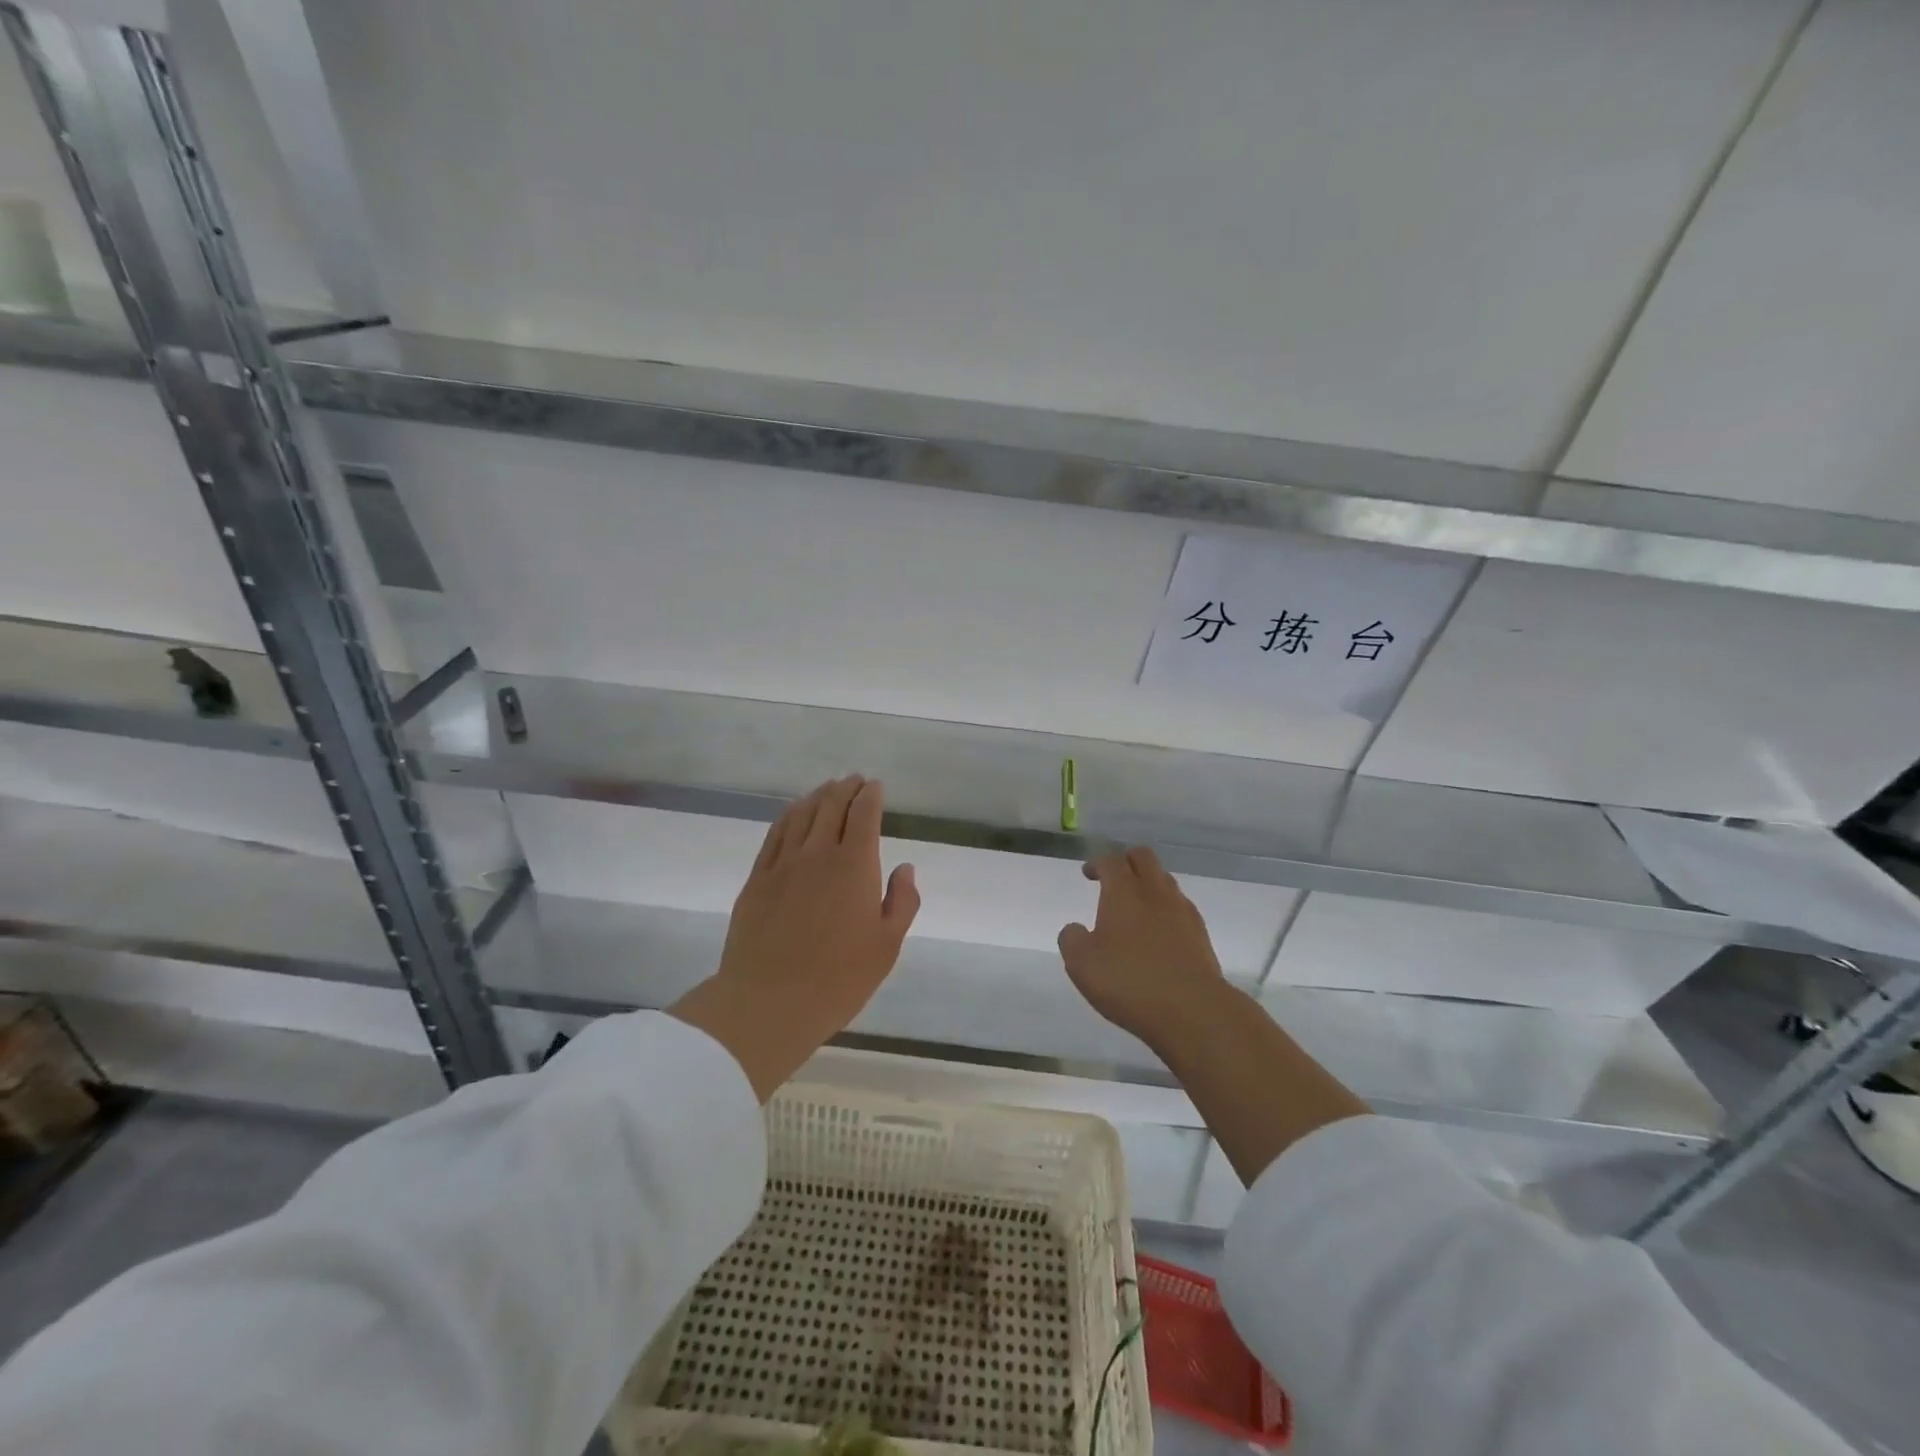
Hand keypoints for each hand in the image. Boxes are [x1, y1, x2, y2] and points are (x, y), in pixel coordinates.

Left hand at [671, 776, 919, 1099]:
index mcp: (854, 866)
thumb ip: (902, 902)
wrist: (768, 1002)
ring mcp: (783, 864)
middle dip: (846, 788)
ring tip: (827, 789)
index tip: (875, 786)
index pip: (864, 815)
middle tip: (854, 780)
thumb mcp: (887, 947)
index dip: (871, 795)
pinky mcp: (757, 879)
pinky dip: (789, 815)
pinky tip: (794, 813)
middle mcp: (818, 854)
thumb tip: (904, 868)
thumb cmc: (838, 979)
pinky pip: (775, 834)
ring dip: (818, 796)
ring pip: (802, 814)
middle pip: (832, 806)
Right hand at [1058, 846, 1229, 1052]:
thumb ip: (1071, 939)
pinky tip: (1158, 934)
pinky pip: (1180, 907)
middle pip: (1143, 857)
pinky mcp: (1200, 934)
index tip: (1088, 874)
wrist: (1192, 1010)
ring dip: (1148, 884)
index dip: (1097, 863)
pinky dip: (1166, 910)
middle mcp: (1155, 892)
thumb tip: (1075, 929)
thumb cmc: (1129, 981)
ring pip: (1165, 880)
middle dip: (1126, 861)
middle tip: (1114, 879)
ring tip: (1135, 908)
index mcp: (1123, 891)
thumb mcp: (1082, 963)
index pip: (1110, 860)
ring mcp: (1182, 911)